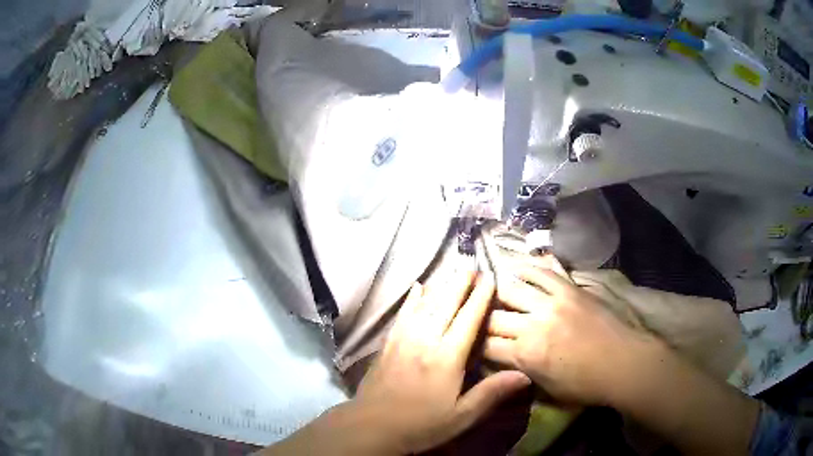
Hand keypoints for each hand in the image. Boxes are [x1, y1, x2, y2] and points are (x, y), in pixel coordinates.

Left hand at [352, 270, 530, 453]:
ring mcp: (403, 340)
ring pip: (425, 305)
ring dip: (441, 286)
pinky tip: (418, 288)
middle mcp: (425, 341)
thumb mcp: (461, 416)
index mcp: (446, 358)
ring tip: (453, 271)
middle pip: (446, 305)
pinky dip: (412, 299)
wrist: (372, 426)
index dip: (480, 298)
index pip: (468, 320)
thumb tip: (525, 375)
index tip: (490, 279)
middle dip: (461, 284)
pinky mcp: (388, 344)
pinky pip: (403, 315)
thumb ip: (491, 393)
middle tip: (473, 266)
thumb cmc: (421, 425)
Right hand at [484, 262, 652, 405]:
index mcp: (527, 355)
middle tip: (480, 322)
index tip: (474, 346)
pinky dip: (526, 268)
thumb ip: (521, 372)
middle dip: (481, 322)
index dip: (476, 347)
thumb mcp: (548, 390)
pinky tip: (516, 268)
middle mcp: (534, 324)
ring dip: (498, 293)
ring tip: (492, 293)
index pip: (486, 346)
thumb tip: (503, 361)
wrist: (624, 363)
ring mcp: (552, 302)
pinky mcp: (570, 288)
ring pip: (512, 289)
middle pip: (493, 318)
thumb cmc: (587, 385)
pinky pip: (543, 271)